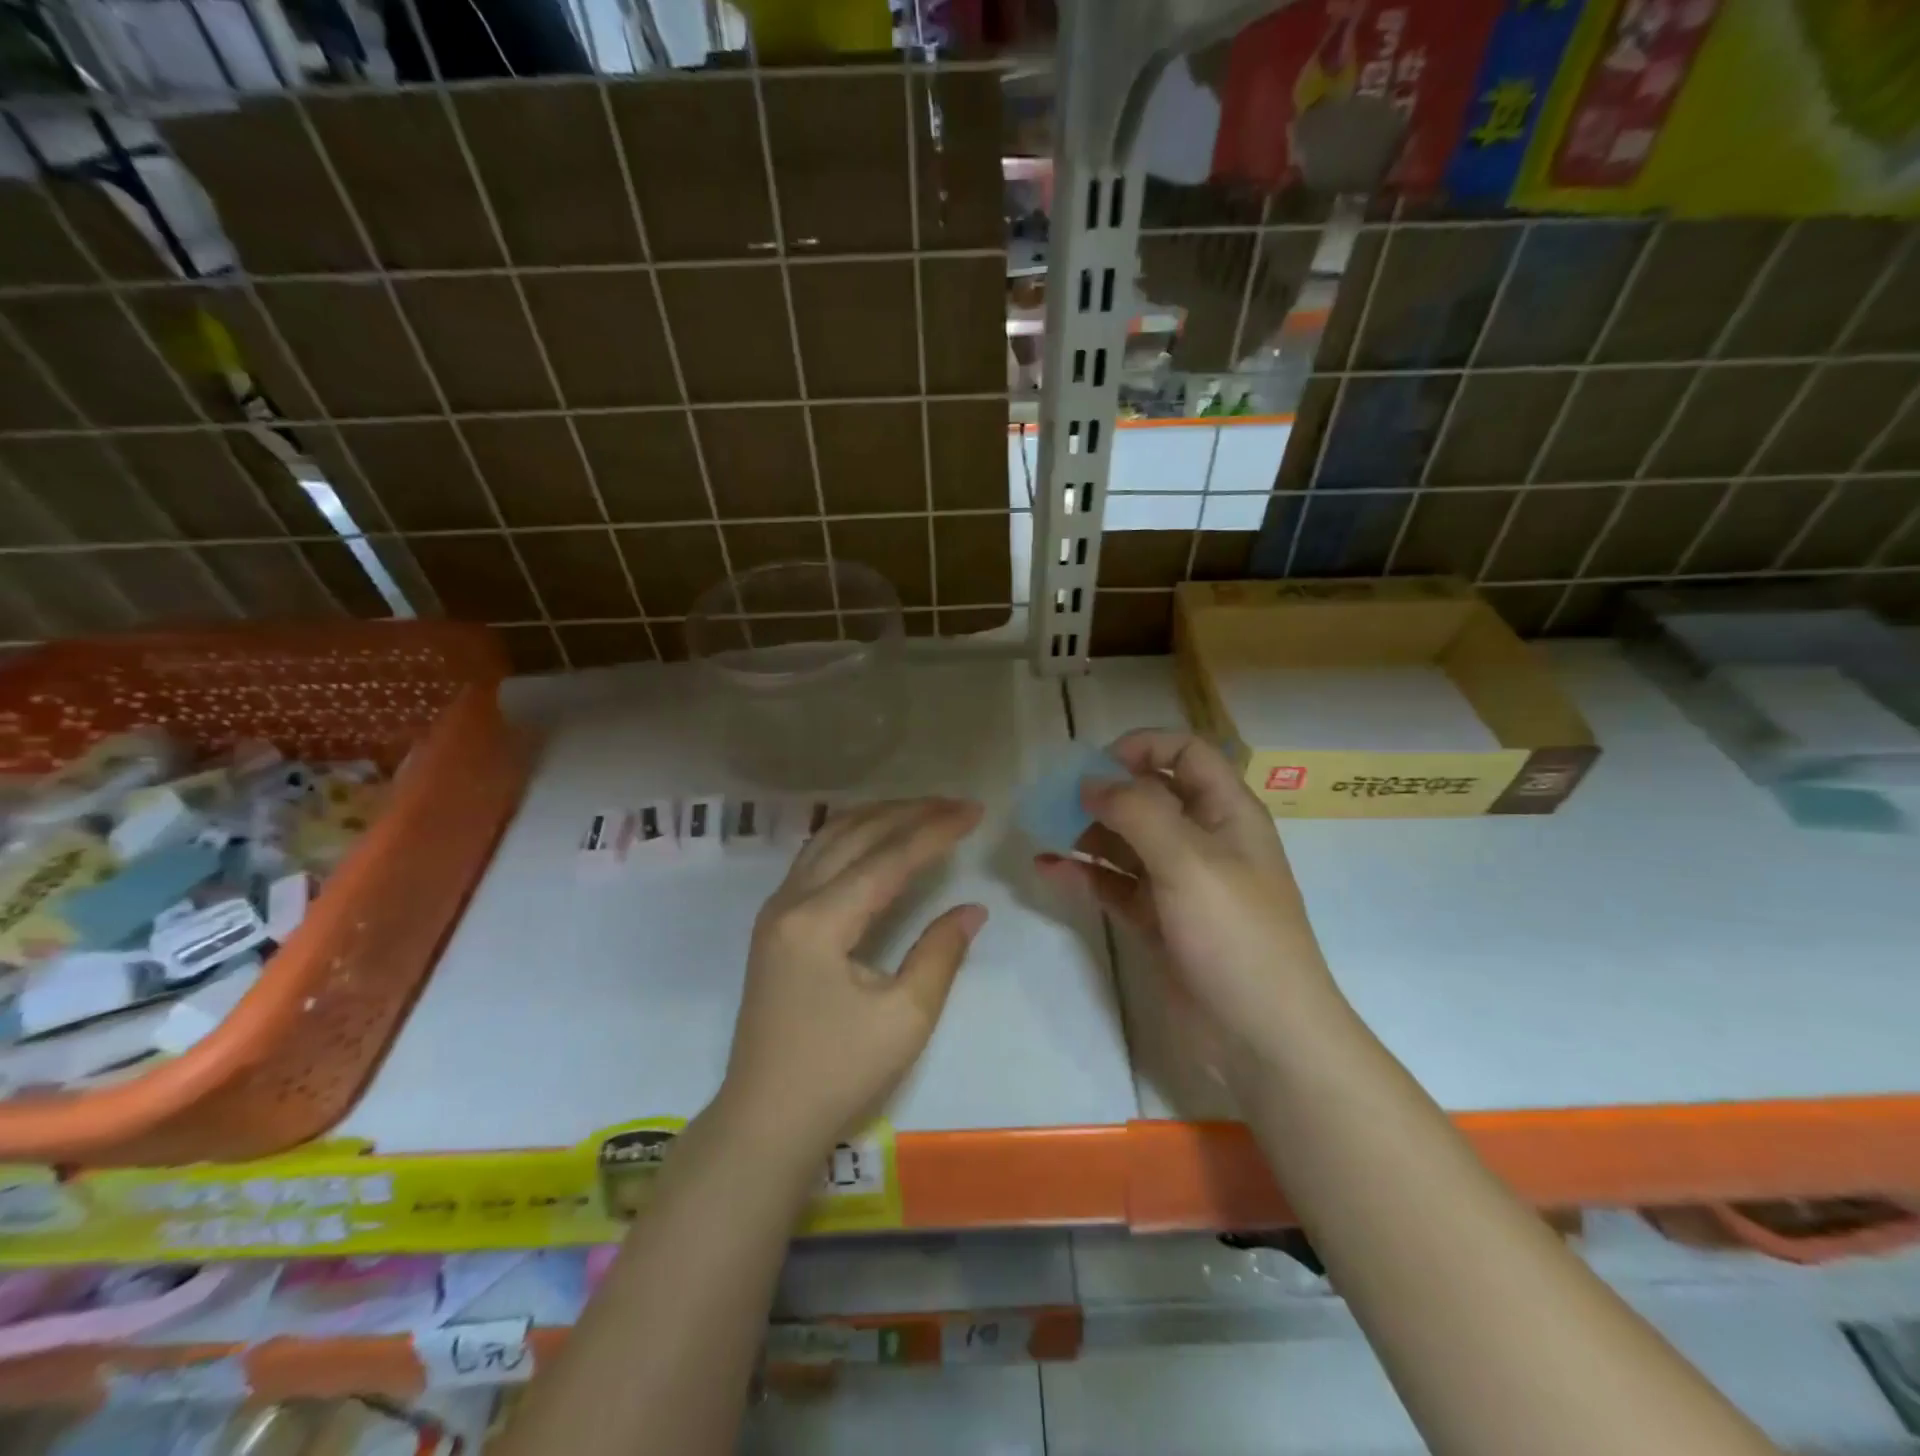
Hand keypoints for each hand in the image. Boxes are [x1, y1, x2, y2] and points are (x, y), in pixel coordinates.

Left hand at [720, 798, 986, 1156]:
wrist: (765, 1119)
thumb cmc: (838, 1074)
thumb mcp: (905, 1018)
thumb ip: (940, 953)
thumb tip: (973, 908)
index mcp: (820, 922)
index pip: (887, 859)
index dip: (934, 831)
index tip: (974, 811)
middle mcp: (790, 901)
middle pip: (854, 834)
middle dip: (908, 813)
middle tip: (955, 804)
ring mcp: (776, 910)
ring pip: (828, 839)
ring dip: (877, 817)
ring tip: (922, 810)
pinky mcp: (773, 924)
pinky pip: (815, 857)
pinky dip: (852, 837)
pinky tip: (876, 839)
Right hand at [1035, 731, 1345, 1069]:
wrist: (1263, 1038)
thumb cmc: (1235, 935)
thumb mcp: (1189, 861)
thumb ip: (1137, 812)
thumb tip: (1091, 782)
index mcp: (1226, 813)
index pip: (1185, 753)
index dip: (1143, 747)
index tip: (1096, 765)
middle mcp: (1202, 840)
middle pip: (1148, 796)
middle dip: (1103, 792)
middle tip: (1056, 801)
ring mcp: (1178, 883)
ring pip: (1126, 841)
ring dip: (1086, 833)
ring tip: (1043, 833)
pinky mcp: (1157, 922)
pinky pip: (1114, 885)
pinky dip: (1084, 875)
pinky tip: (1048, 870)